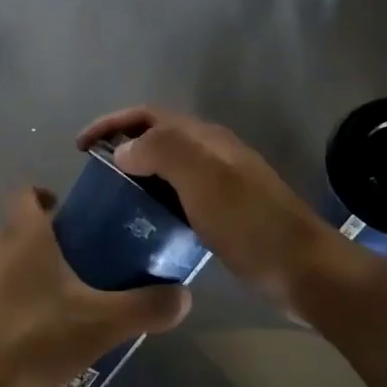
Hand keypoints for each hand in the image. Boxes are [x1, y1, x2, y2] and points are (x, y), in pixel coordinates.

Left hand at [0, 187, 191, 386]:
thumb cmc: (30, 336)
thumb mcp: (99, 324)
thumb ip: (143, 308)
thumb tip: (184, 295)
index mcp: (23, 234)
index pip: (26, 192)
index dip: (45, 195)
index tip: (68, 216)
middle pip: (16, 230)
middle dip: (42, 245)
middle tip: (74, 273)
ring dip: (20, 276)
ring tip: (50, 311)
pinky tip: (18, 339)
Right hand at [76, 106, 339, 314]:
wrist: (305, 271)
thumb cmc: (251, 223)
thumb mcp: (204, 179)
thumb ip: (162, 152)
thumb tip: (125, 151)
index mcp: (205, 138)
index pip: (148, 115)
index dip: (112, 123)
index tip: (80, 147)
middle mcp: (212, 153)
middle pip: (157, 136)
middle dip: (121, 145)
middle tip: (92, 173)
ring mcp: (221, 183)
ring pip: (167, 166)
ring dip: (137, 172)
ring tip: (110, 198)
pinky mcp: (225, 212)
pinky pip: (178, 194)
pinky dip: (154, 198)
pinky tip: (146, 222)